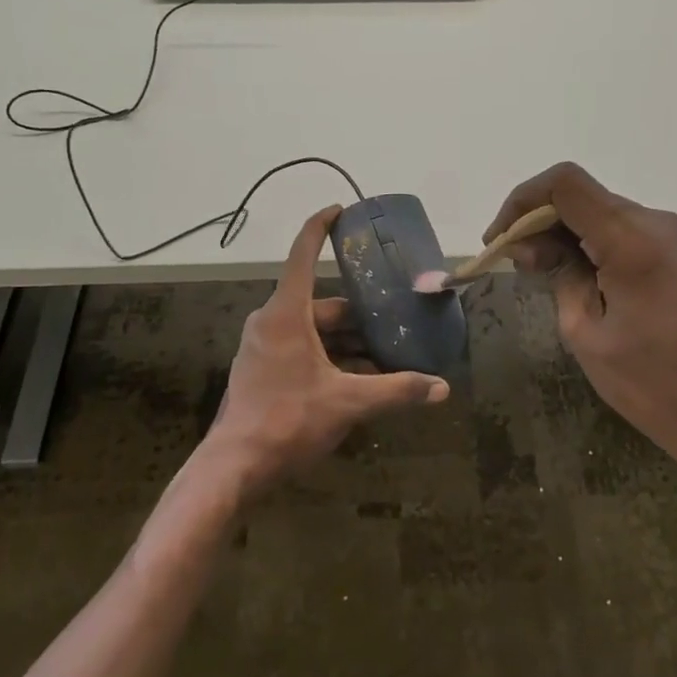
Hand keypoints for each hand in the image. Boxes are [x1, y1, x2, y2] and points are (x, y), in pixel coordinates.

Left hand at [201, 206, 449, 498]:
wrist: (234, 466)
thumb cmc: (288, 420)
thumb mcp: (348, 402)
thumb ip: (396, 391)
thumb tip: (441, 388)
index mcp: (286, 313)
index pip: (302, 254)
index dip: (320, 227)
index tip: (339, 210)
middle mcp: (271, 322)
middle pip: (321, 304)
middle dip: (359, 314)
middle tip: (395, 318)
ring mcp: (263, 347)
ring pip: (313, 331)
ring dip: (348, 341)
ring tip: (386, 354)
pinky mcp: (262, 369)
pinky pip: (302, 349)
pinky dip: (330, 357)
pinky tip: (360, 379)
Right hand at [486, 163, 676, 473]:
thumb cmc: (650, 383)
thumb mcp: (584, 331)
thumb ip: (558, 273)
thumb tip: (533, 245)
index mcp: (633, 239)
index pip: (564, 184)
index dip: (522, 201)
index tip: (499, 241)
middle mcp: (657, 223)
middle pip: (581, 196)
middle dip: (538, 221)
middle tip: (515, 264)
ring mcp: (672, 235)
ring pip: (599, 212)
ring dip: (562, 232)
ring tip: (539, 272)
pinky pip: (620, 231)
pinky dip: (588, 242)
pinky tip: (574, 274)